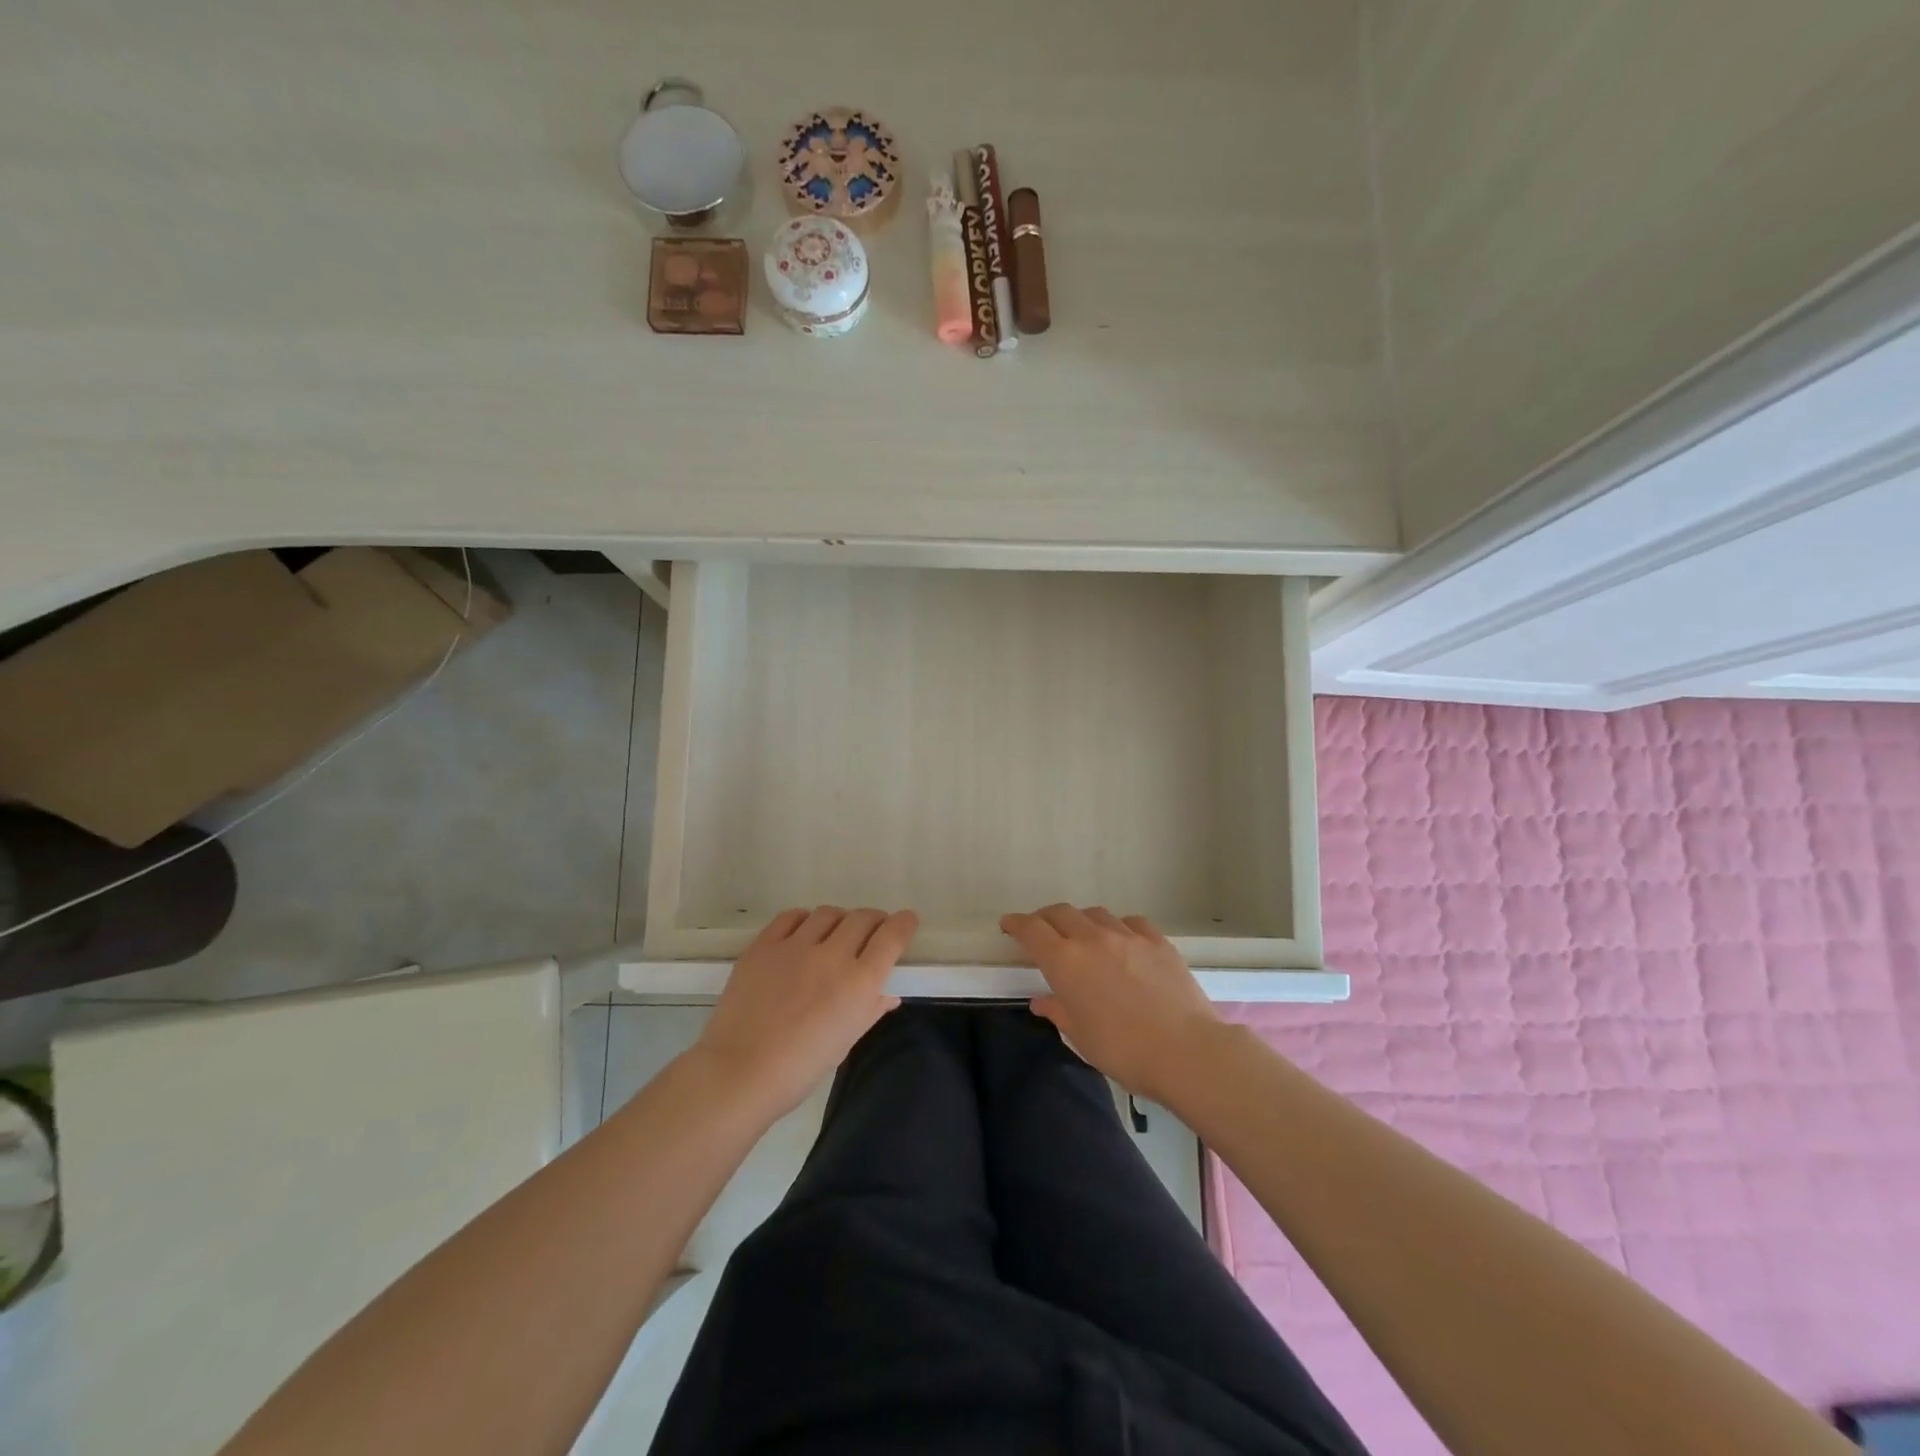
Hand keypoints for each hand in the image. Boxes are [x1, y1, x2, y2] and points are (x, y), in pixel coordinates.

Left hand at [695, 906, 916, 1116]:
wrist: (740, 1072)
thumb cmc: (801, 1068)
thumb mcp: (845, 1042)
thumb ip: (870, 1010)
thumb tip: (888, 994)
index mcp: (859, 982)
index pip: (892, 936)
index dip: (904, 924)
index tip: (907, 921)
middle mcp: (832, 955)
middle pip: (862, 918)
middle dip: (874, 921)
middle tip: (872, 931)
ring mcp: (795, 946)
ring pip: (828, 913)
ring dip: (840, 920)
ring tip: (835, 933)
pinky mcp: (764, 945)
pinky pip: (791, 917)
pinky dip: (804, 920)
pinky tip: (803, 932)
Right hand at [1001, 904, 1222, 1102]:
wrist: (1186, 1051)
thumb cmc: (1124, 1051)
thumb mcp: (1081, 1037)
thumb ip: (1058, 1011)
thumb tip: (1042, 1000)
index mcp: (1065, 961)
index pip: (1032, 930)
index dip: (1016, 924)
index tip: (1009, 925)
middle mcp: (1092, 938)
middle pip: (1061, 913)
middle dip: (1046, 918)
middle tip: (1042, 932)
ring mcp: (1128, 935)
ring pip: (1095, 914)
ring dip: (1082, 921)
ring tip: (1083, 937)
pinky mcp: (1157, 940)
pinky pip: (1130, 922)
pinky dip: (1118, 927)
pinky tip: (1123, 941)